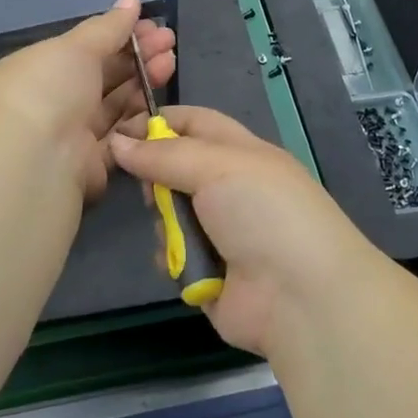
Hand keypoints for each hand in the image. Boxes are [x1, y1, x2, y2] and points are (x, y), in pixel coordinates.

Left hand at [0, 0, 174, 202]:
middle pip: (103, 75)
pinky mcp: (90, 166)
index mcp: (40, 69)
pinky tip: (162, 102)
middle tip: (169, 41)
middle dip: (138, 56)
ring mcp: (71, 135)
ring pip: (114, 105)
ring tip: (170, 62)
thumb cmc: (47, 90)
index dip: (120, 34)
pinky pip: (119, 138)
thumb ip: (109, 26)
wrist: (32, 162)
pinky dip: (139, 120)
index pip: (86, 48)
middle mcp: (53, 101)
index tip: (152, 25)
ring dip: (143, 83)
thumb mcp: (77, 47)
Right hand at [110, 106, 376, 357]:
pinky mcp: (208, 271)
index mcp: (242, 152)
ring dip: (166, 221)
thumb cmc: (264, 212)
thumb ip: (163, 154)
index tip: (118, 131)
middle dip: (156, 177)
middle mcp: (231, 187)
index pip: (193, 122)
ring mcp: (220, 231)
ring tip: (176, 233)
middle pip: (175, 168)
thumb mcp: (217, 166)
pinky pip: (173, 254)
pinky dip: (173, 257)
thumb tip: (116, 142)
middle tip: (150, 189)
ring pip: (170, 212)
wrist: (300, 296)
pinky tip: (182, 263)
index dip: (157, 122)